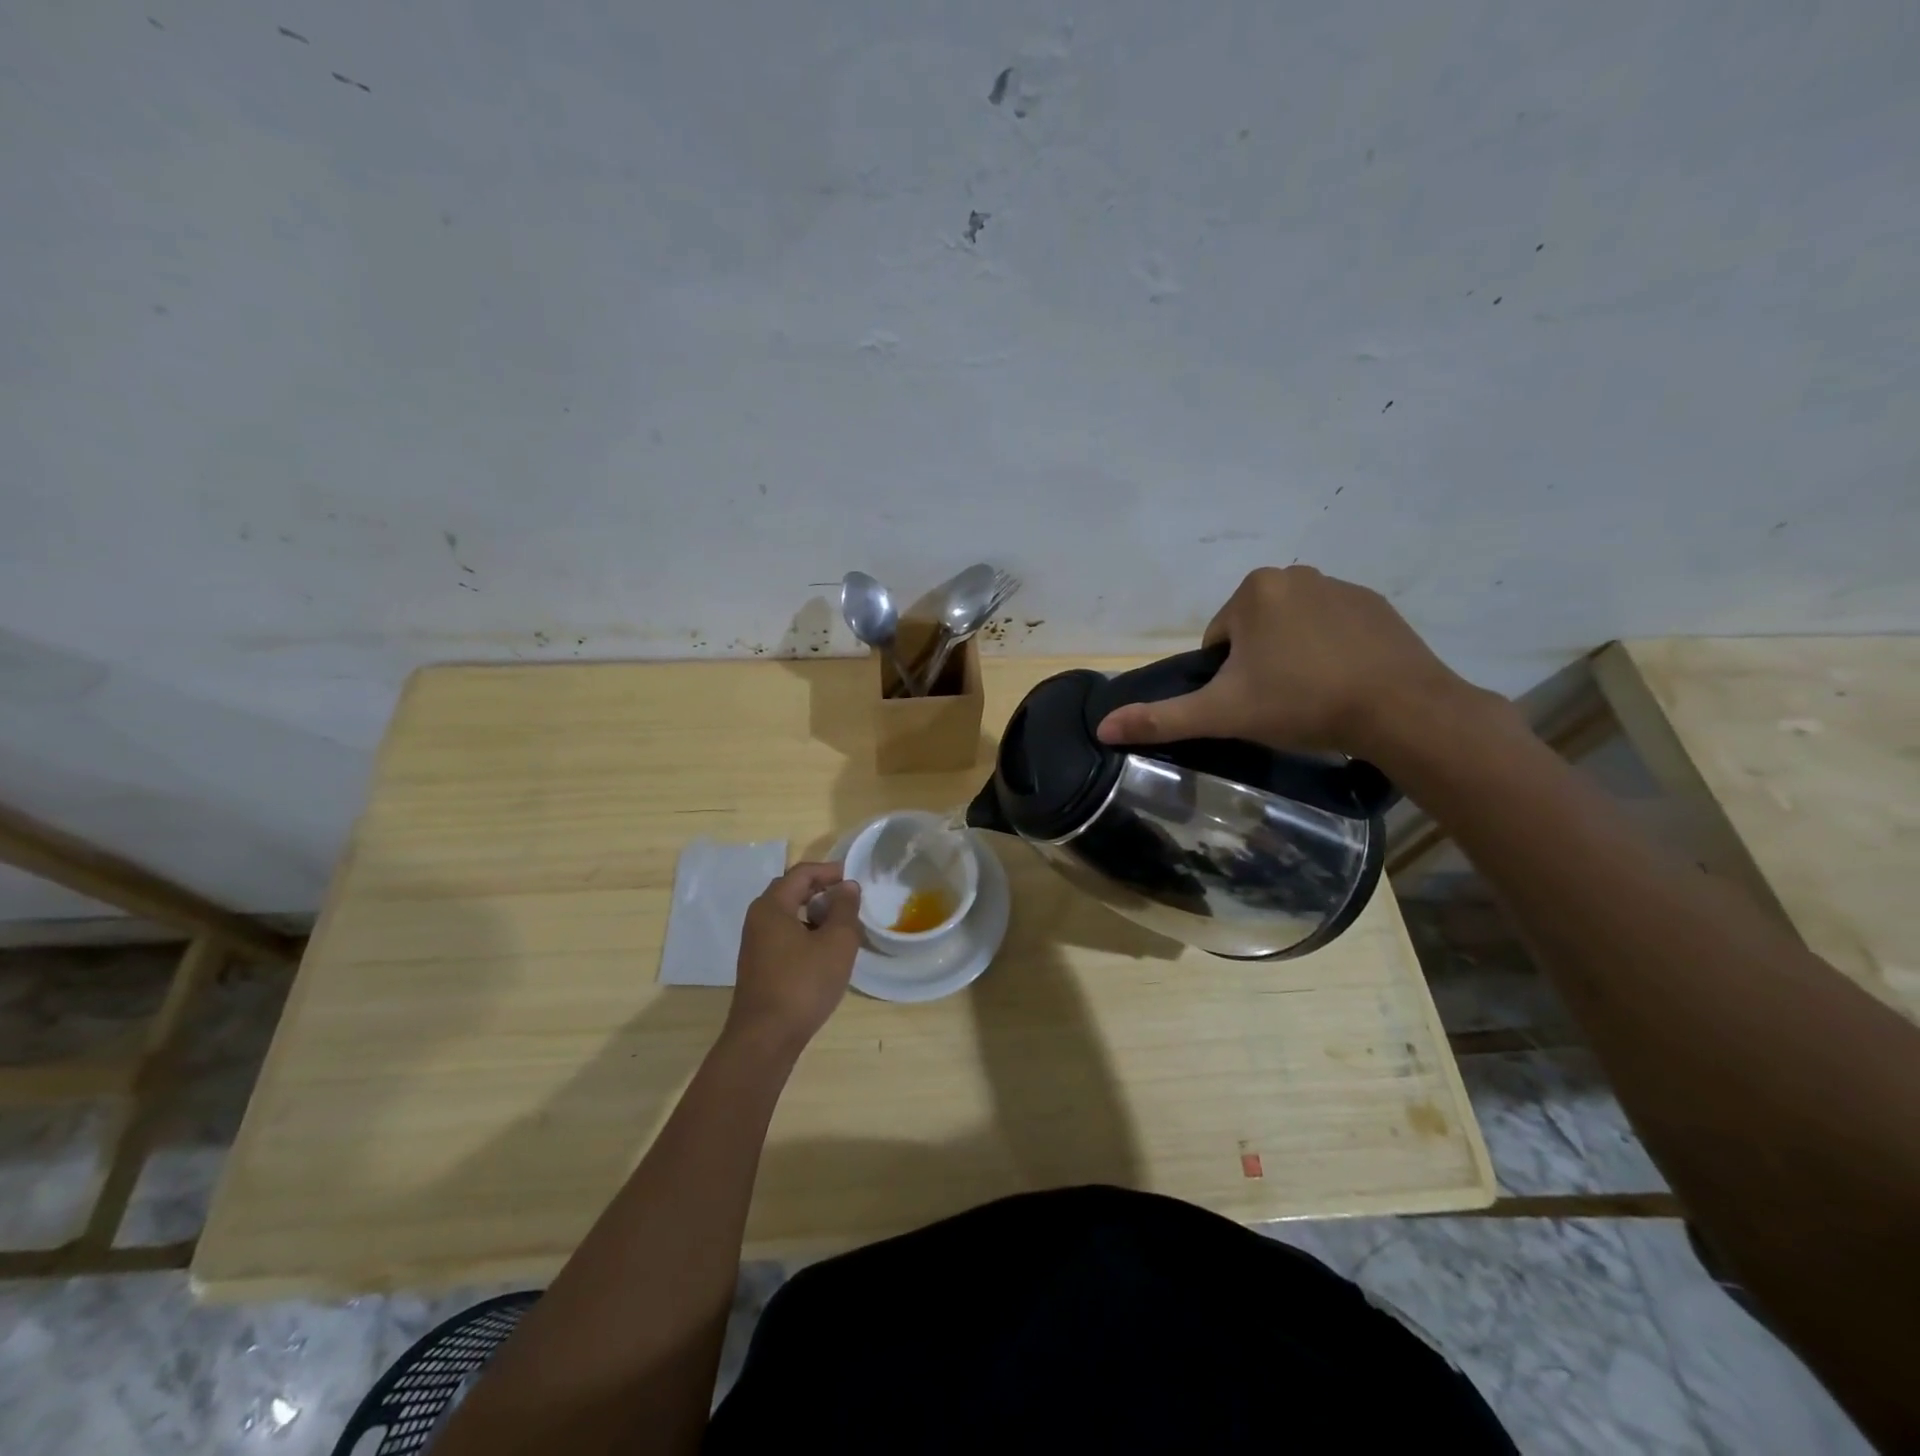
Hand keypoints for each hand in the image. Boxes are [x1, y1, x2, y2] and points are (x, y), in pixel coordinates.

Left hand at [725, 861, 861, 1053]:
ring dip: (815, 914)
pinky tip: (825, 953)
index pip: (801, 873)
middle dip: (822, 891)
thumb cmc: (803, 984)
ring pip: (789, 916)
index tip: (854, 878)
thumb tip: (847, 886)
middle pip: (791, 891)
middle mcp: (758, 919)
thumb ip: (845, 909)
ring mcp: (755, 945)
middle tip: (849, 900)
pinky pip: (785, 936)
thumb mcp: (837, 942)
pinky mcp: (759, 967)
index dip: (829, 871)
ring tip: (842, 927)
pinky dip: (806, 934)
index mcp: (772, 906)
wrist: (765, 1038)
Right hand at [1096, 566, 1477, 763]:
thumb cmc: (1301, 703)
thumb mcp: (1223, 714)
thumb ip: (1161, 719)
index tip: (1251, 703)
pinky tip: (1343, 683)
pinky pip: (1333, 628)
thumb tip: (1101, 727)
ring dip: (1292, 658)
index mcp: (1253, 591)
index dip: (1226, 677)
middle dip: (1258, 664)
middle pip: (1254, 631)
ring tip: (1312, 696)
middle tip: (1278, 703)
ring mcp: (1341, 586)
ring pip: (1293, 629)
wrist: (1401, 709)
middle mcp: (1295, 574)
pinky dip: (1330, 652)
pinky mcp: (1376, 605)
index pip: (1218, 639)